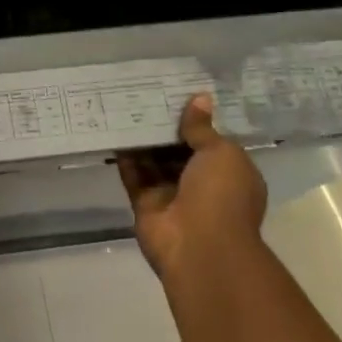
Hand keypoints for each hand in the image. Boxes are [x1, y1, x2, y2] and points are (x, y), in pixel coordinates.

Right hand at [117, 94, 268, 281]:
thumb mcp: (220, 153)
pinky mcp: (146, 204)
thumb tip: (199, 98)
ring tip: (124, 104)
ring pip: (154, 161)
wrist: (200, 248)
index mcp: (228, 173)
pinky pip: (134, 175)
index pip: (210, 141)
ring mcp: (172, 195)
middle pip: (178, 150)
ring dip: (142, 138)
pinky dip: (125, 156)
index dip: (195, 119)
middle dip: (164, 126)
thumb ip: (202, 127)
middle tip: (143, 92)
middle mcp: (201, 184)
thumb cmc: (221, 195)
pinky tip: (113, 130)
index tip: (175, 93)